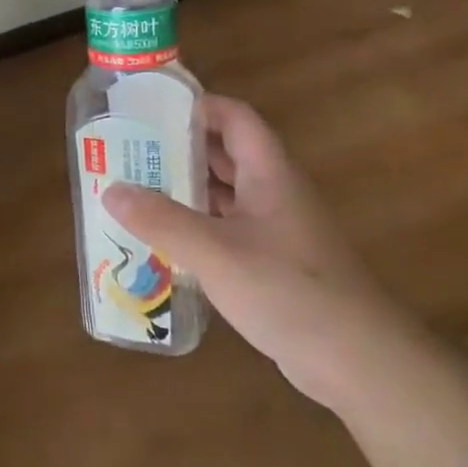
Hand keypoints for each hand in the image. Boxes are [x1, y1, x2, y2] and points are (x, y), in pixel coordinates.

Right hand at [103, 95, 409, 404]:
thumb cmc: (287, 290)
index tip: (151, 110)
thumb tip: (111, 189)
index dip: (197, 106)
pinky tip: (163, 241)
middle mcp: (274, 193)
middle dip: (179, 150)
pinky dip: (196, 228)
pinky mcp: (272, 264)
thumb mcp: (215, 251)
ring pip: (225, 195)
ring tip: (135, 192)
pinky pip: (226, 230)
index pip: (235, 118)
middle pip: (225, 155)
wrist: (357, 360)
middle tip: (130, 153)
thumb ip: (161, 220)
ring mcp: (276, 230)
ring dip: (185, 191)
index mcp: (269, 174)